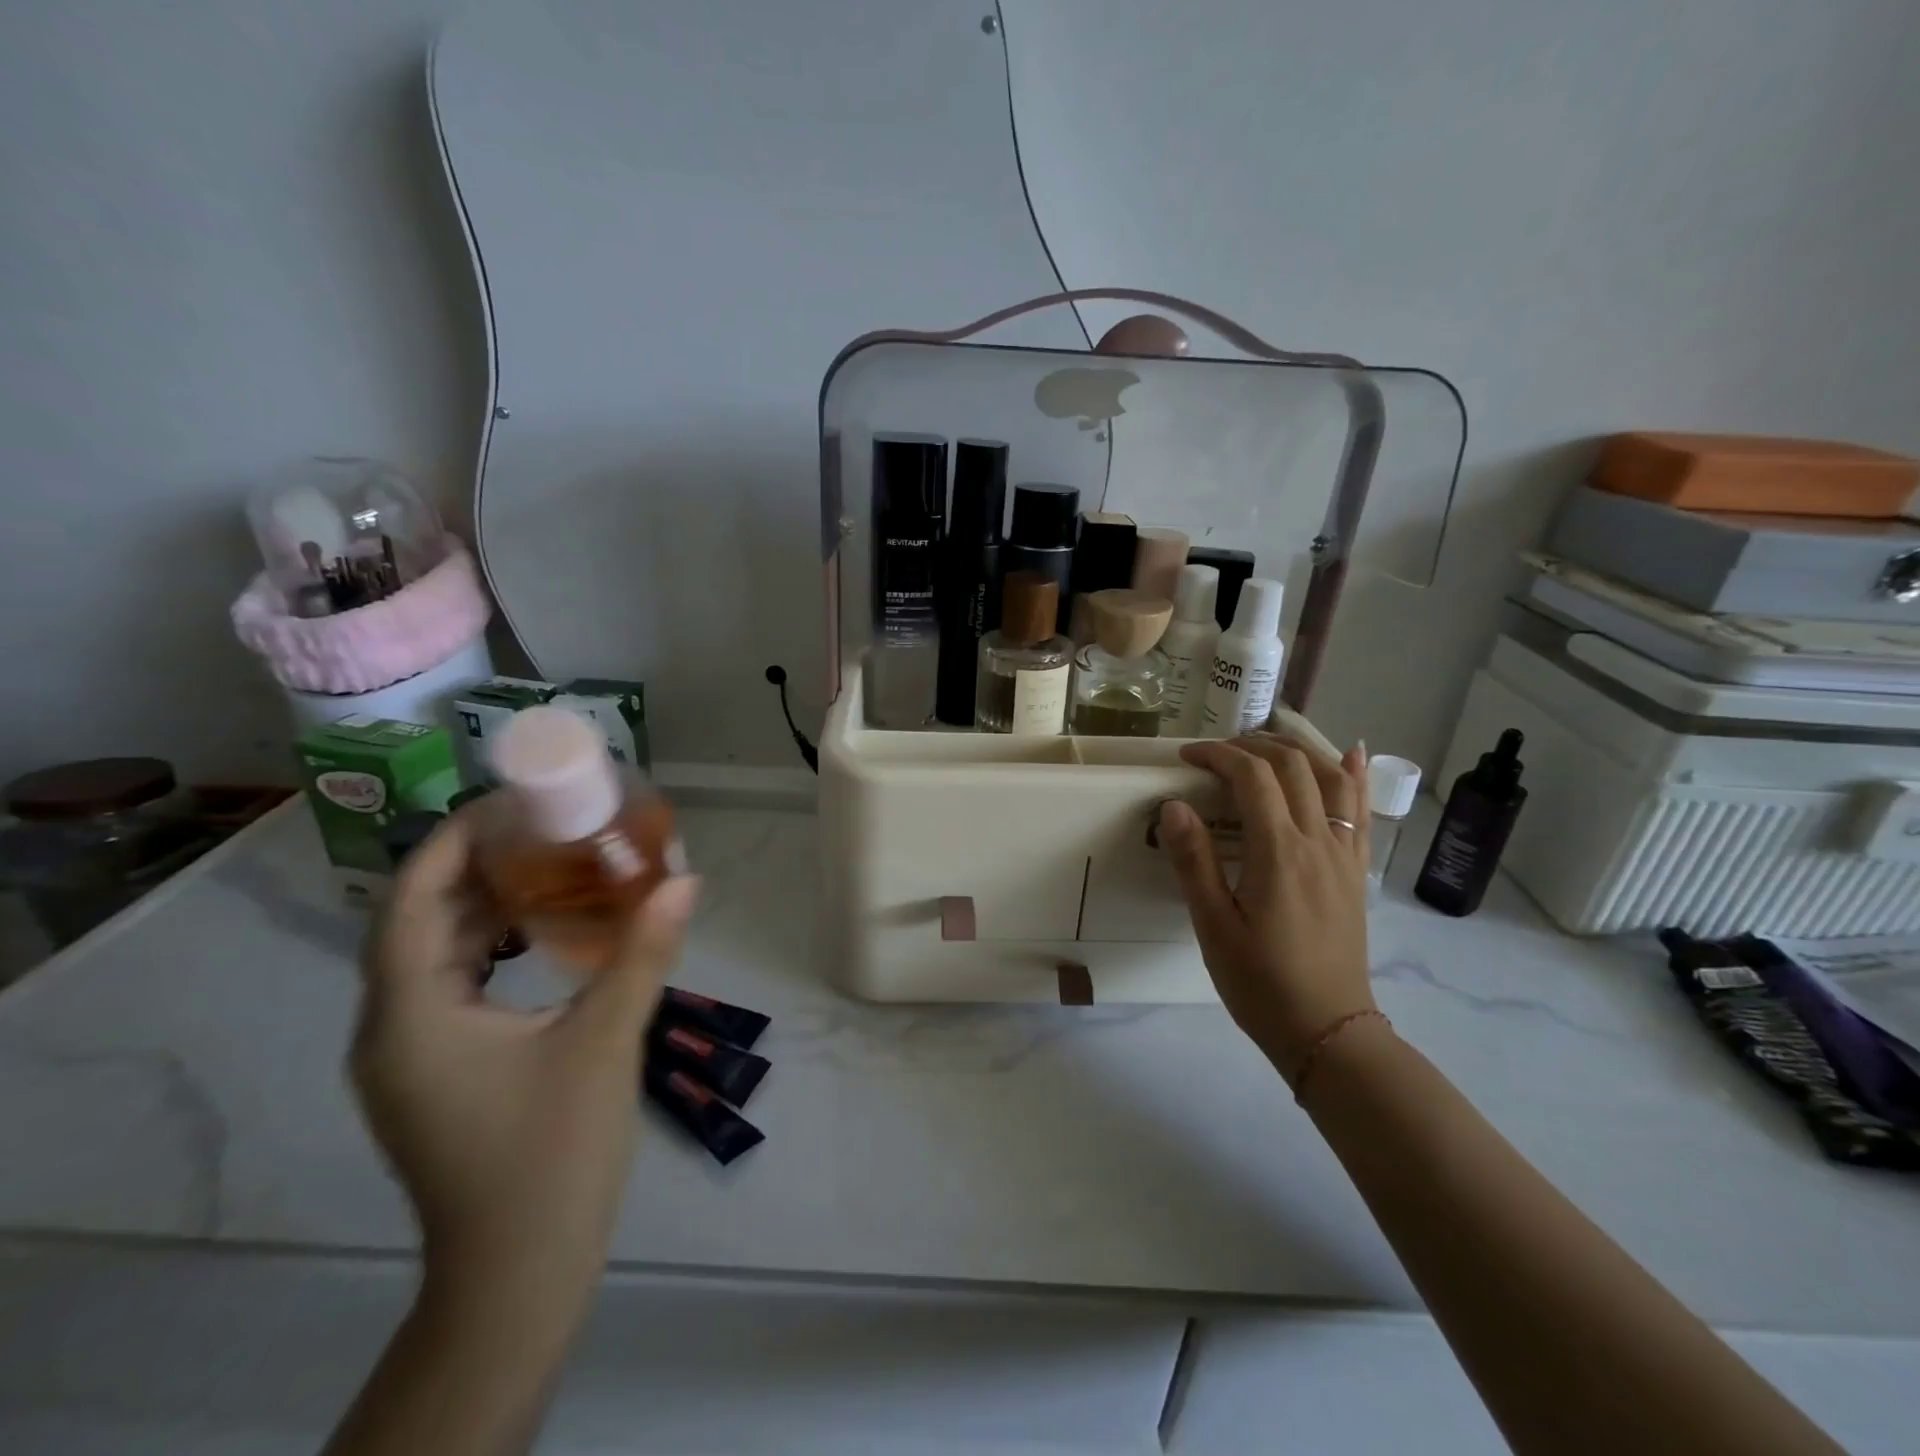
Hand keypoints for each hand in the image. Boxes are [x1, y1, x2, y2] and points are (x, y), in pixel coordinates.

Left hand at [351, 809, 697, 1308]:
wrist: (518, 1273)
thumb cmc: (553, 1155)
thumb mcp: (606, 1043)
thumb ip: (643, 955)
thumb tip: (685, 881)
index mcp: (412, 1017)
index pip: (411, 902)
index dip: (451, 842)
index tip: (509, 803)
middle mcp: (392, 1029)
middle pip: (419, 922)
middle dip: (476, 867)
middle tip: (545, 826)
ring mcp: (410, 1056)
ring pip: (434, 955)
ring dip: (485, 907)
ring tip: (549, 866)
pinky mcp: (437, 1074)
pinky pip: (452, 987)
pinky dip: (491, 948)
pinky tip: (543, 937)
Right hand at [1159, 734, 1374, 1080]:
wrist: (1327, 1030)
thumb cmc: (1260, 982)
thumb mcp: (1214, 926)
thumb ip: (1194, 861)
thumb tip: (1173, 805)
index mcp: (1279, 853)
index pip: (1252, 777)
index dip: (1218, 755)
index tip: (1187, 756)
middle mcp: (1319, 842)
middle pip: (1293, 766)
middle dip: (1251, 746)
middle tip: (1216, 753)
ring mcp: (1345, 854)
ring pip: (1331, 778)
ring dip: (1297, 750)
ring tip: (1264, 745)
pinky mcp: (1355, 870)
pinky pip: (1361, 810)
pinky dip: (1353, 775)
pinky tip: (1351, 755)